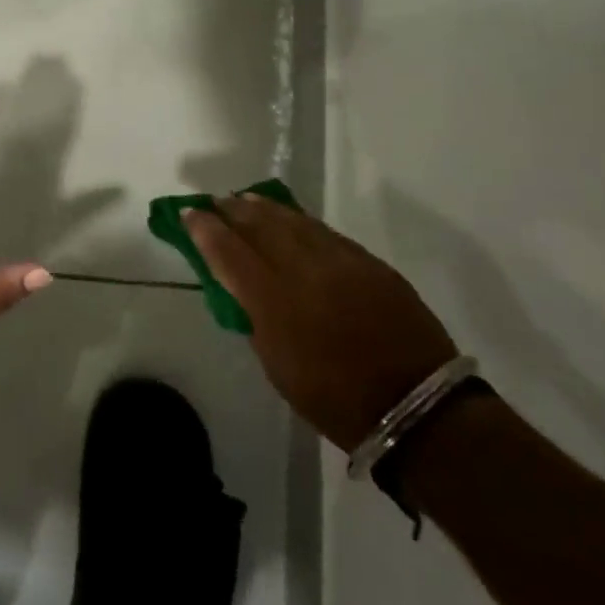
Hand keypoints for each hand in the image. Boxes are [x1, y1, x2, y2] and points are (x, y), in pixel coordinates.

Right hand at [184, 196, 456, 452]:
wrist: (416, 405)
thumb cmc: (335, 400)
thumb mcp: (278, 367)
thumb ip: (257, 319)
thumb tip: (246, 289)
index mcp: (275, 302)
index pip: (228, 252)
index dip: (204, 229)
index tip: (188, 213)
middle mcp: (304, 270)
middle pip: (259, 225)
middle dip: (232, 210)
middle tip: (215, 201)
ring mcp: (340, 260)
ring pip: (293, 221)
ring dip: (264, 208)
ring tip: (245, 199)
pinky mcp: (368, 261)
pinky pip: (323, 231)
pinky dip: (299, 221)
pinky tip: (289, 219)